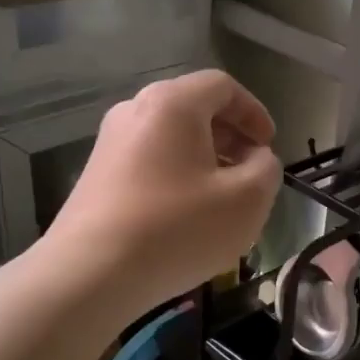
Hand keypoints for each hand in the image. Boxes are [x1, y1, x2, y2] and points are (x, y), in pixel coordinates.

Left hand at [45, 70, 281, 310]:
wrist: (90, 274)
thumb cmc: (178, 228)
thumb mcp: (248, 200)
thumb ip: (266, 168)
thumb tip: (255, 159)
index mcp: (173, 103)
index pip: (223, 86)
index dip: (254, 112)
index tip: (269, 147)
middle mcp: (135, 110)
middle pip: (194, 108)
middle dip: (230, 136)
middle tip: (250, 171)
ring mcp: (109, 143)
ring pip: (170, 137)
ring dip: (204, 158)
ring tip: (222, 198)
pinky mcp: (96, 175)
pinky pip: (149, 161)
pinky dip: (176, 175)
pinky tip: (186, 215)